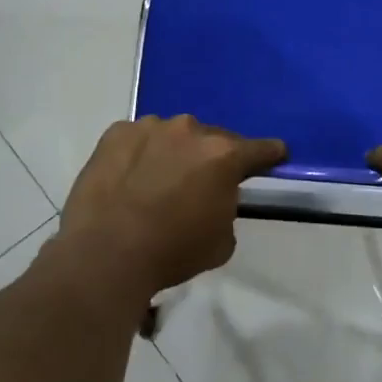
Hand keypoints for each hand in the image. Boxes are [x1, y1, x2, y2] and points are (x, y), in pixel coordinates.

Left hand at [58, 115, 286, 298]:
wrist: (105, 253)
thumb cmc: (172, 252)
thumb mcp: (222, 241)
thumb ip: (227, 209)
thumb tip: (215, 199)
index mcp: (223, 156)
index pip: (260, 149)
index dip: (270, 154)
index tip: (276, 155)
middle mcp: (190, 131)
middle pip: (212, 139)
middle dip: (212, 158)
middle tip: (202, 182)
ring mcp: (150, 127)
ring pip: (173, 135)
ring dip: (174, 152)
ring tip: (159, 181)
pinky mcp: (116, 133)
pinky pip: (138, 139)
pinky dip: (140, 153)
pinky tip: (130, 177)